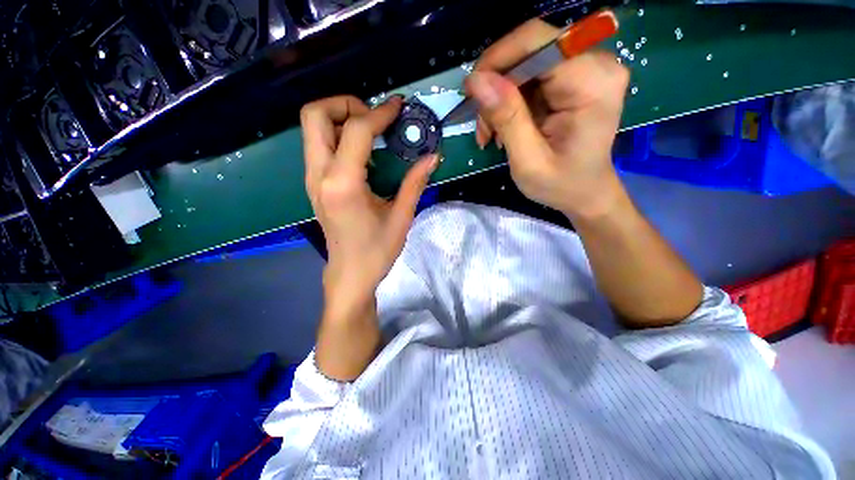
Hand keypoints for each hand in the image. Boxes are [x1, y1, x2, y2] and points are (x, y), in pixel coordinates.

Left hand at [301, 95, 438, 316]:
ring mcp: (312, 179)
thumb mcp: (401, 217)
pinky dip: (339, 136)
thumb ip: (415, 182)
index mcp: (343, 184)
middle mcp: (319, 175)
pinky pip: (319, 146)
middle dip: (346, 105)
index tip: (398, 107)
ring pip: (313, 128)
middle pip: (314, 114)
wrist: (350, 274)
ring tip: (372, 132)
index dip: (379, 113)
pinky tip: (363, 153)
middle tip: (375, 119)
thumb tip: (433, 156)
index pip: (355, 130)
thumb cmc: (376, 251)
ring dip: (341, 119)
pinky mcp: (314, 185)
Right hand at [466, 18, 629, 220]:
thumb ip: (507, 118)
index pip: (538, 41)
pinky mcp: (574, 78)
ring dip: (499, 100)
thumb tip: (477, 80)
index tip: (472, 92)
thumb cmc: (561, 184)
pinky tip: (503, 128)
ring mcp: (586, 68)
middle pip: (529, 51)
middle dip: (496, 88)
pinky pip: (529, 77)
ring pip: (524, 65)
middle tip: (483, 128)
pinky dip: (509, 102)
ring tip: (491, 135)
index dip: (497, 59)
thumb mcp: (528, 161)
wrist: (585, 193)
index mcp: (591, 83)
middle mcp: (595, 64)